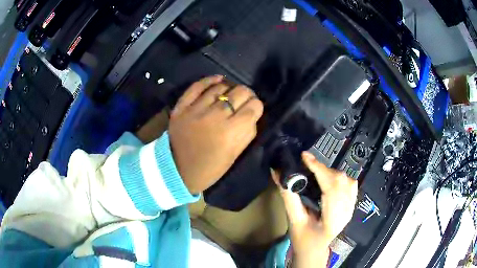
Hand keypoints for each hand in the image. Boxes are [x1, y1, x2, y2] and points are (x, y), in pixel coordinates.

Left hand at [169, 75, 263, 193]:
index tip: (253, 109)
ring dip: (230, 88)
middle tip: (244, 100)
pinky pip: (197, 86)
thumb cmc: (211, 167)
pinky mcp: (181, 107)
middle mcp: (215, 117)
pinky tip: (218, 79)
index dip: (257, 106)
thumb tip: (252, 112)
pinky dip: (209, 80)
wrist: (179, 170)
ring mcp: (196, 110)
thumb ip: (248, 132)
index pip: (254, 106)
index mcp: (231, 133)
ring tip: (230, 94)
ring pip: (220, 87)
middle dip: (247, 95)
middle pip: (240, 92)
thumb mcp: (235, 154)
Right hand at [272, 152, 357, 267]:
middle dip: (323, 170)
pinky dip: (339, 177)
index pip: (331, 189)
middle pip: (341, 182)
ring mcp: (352, 208)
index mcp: (332, 220)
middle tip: (307, 166)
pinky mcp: (352, 205)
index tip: (305, 157)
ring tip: (316, 173)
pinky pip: (350, 184)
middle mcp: (346, 213)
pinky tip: (329, 180)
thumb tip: (277, 172)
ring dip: (331, 173)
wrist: (315, 249)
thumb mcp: (293, 220)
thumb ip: (288, 196)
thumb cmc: (303, 239)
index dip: (319, 170)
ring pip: (347, 180)